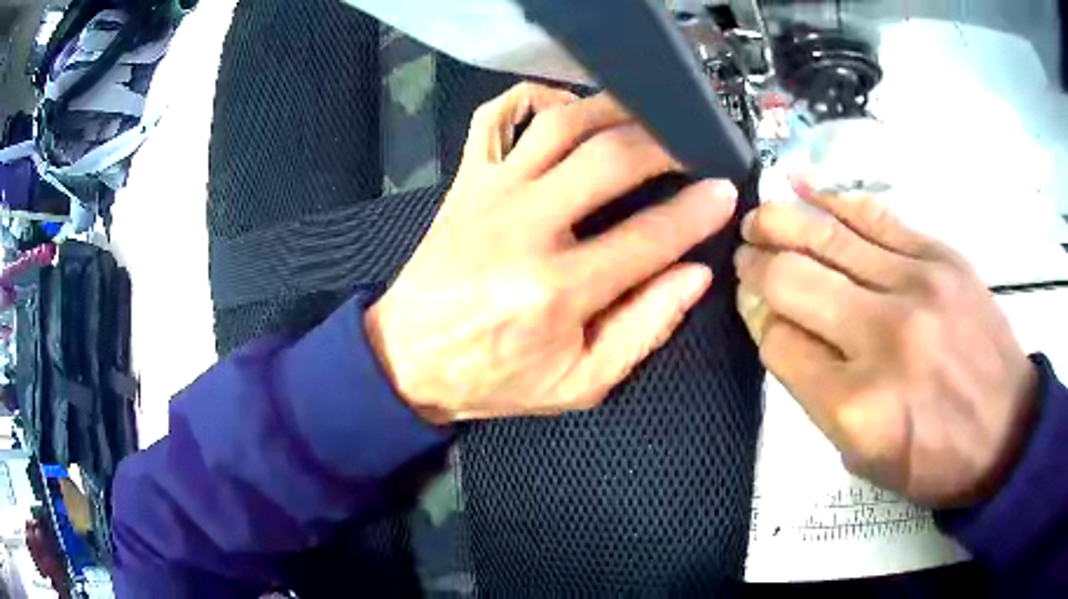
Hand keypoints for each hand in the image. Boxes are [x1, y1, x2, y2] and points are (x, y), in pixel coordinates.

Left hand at [365, 83, 737, 423]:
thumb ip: (643, 330)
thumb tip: (695, 275)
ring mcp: (490, 194)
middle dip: (666, 144)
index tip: (725, 191)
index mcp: (557, 290)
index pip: (650, 236)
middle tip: (694, 143)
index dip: (697, 211)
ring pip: (559, 125)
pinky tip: (566, 105)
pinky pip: (493, 117)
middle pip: (611, 160)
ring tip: (648, 112)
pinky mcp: (465, 181)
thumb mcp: (578, 384)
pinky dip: (532, 97)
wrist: (408, 357)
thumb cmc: (495, 378)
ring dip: (612, 109)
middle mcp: (525, 228)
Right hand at [735, 181, 1037, 506]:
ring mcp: (915, 286)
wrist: (1005, 431)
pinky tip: (800, 186)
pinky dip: (831, 199)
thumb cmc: (932, 460)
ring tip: (758, 216)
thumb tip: (781, 330)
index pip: (779, 344)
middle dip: (756, 266)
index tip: (755, 310)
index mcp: (856, 405)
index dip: (758, 321)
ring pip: (827, 236)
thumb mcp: (862, 457)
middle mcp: (881, 337)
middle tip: (745, 256)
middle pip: (792, 280)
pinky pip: (873, 215)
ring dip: (780, 221)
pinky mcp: (939, 256)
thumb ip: (816, 394)